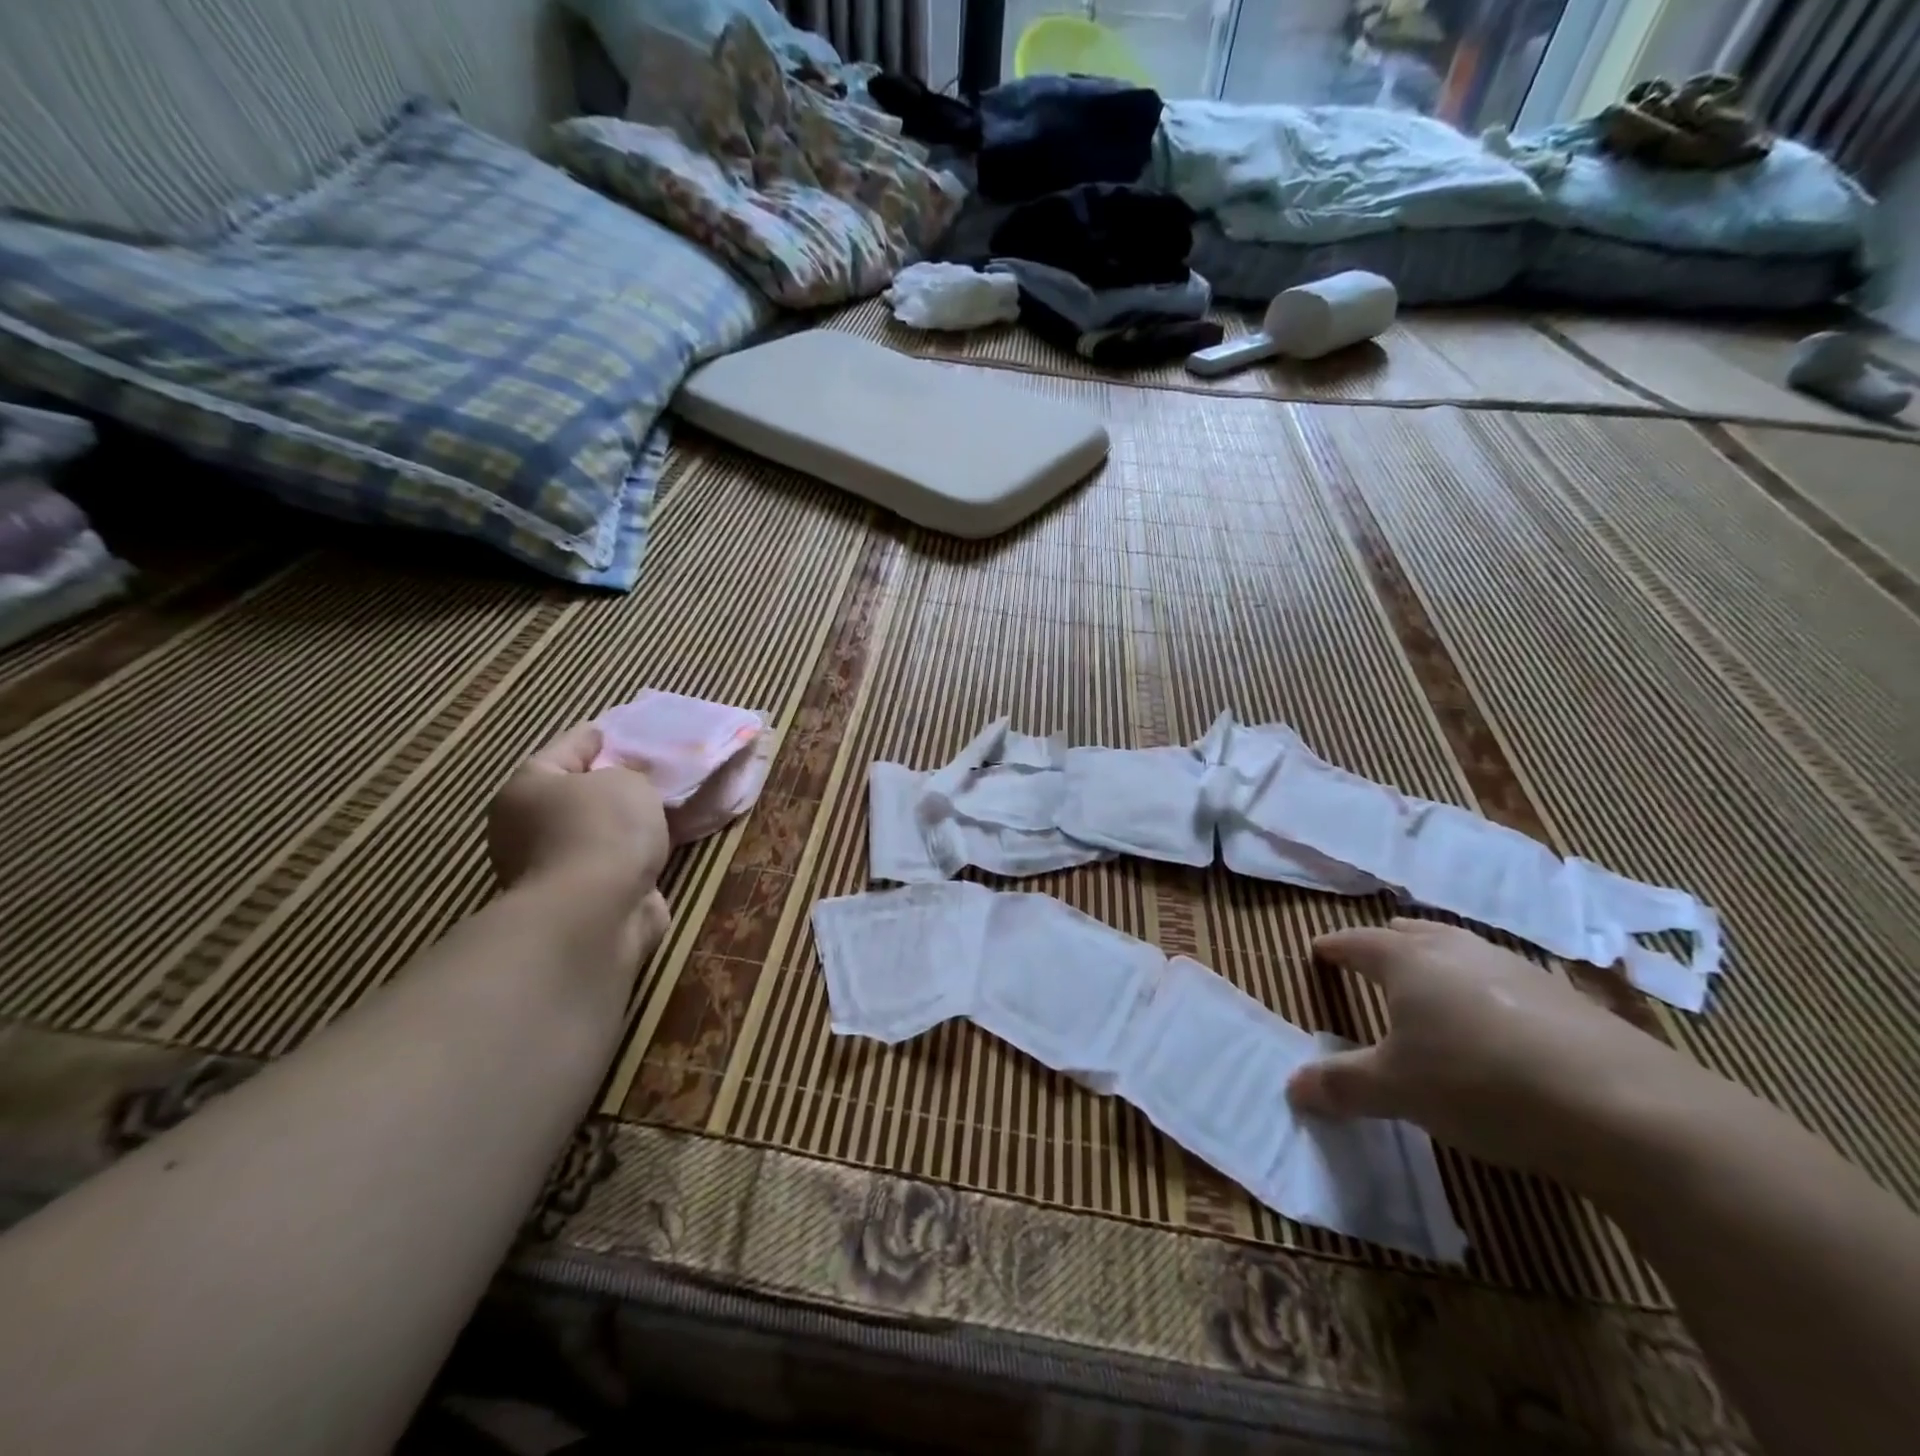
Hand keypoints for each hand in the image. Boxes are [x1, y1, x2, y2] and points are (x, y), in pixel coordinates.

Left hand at [488, 725, 670, 892]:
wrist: (596, 913)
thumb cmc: (603, 829)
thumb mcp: (625, 781)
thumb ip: (629, 774)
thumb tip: (625, 789)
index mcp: (528, 787)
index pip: (567, 748)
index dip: (598, 737)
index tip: (622, 730)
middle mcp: (528, 827)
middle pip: (579, 794)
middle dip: (613, 785)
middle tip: (653, 772)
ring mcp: (552, 868)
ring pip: (598, 833)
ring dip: (627, 826)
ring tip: (667, 809)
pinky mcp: (582, 900)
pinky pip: (616, 864)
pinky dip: (637, 857)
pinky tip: (664, 846)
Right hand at [1287, 918, 1696, 1182]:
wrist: (1627, 1108)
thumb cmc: (1479, 1082)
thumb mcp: (1397, 1091)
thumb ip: (1341, 1084)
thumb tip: (1292, 1087)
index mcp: (1407, 960)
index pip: (1356, 942)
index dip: (1334, 948)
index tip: (1318, 951)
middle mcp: (1458, 950)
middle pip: (1411, 933)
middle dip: (1386, 945)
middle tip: (1372, 965)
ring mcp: (1517, 969)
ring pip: (1461, 952)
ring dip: (1438, 966)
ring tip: (1431, 994)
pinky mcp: (1568, 999)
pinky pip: (1505, 981)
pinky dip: (1485, 993)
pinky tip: (1497, 1030)